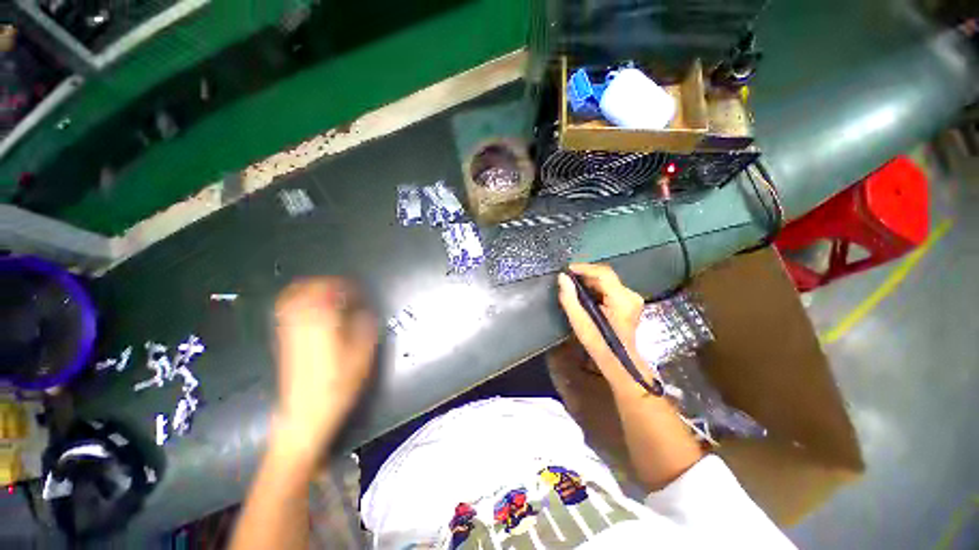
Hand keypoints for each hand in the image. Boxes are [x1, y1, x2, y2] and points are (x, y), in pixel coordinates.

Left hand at [273, 278, 376, 457]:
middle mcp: (301, 324)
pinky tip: (313, 311)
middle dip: (323, 283)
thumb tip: (365, 311)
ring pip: (291, 299)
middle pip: (303, 290)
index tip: (356, 288)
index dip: (343, 284)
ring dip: (309, 290)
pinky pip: (286, 312)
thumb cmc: (338, 385)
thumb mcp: (362, 357)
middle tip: (342, 288)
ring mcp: (288, 333)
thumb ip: (365, 328)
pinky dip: (298, 303)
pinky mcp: (284, 342)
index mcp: (322, 324)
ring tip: (328, 294)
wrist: (304, 416)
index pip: (327, 290)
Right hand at [557, 263, 644, 390]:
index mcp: (622, 299)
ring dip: (590, 282)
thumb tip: (562, 277)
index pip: (603, 273)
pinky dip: (596, 288)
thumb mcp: (580, 323)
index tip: (567, 270)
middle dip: (585, 275)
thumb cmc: (599, 344)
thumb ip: (569, 298)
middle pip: (605, 275)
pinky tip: (585, 295)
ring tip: (573, 287)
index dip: (584, 268)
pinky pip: (610, 287)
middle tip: (567, 280)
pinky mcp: (629, 302)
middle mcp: (630, 295)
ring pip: (607, 281)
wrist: (620, 362)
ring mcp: (632, 298)